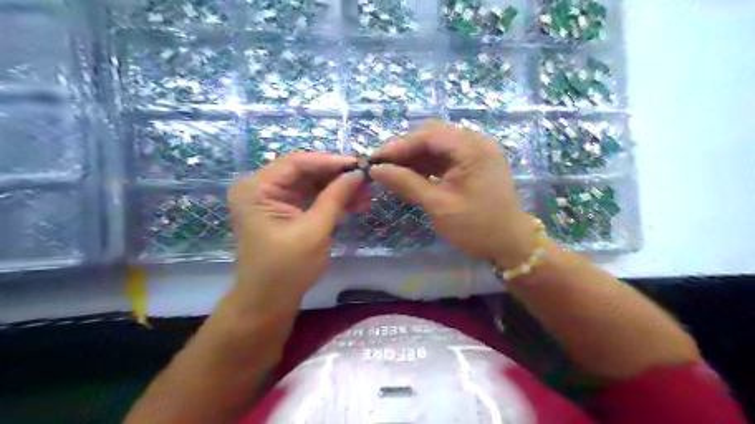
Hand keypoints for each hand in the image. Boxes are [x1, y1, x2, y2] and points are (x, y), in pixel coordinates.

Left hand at [229, 153, 370, 312]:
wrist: (269, 303)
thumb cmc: (287, 269)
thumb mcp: (314, 231)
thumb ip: (336, 197)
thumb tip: (359, 173)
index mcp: (256, 188)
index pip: (296, 163)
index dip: (330, 162)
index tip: (360, 164)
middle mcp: (260, 188)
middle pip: (305, 172)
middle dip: (337, 178)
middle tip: (367, 182)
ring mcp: (272, 199)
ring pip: (311, 184)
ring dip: (338, 189)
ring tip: (366, 197)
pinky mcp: (283, 211)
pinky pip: (310, 198)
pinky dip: (331, 201)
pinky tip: (353, 205)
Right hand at [371, 120, 536, 266]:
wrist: (511, 245)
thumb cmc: (476, 227)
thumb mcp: (438, 205)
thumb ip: (406, 183)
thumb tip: (376, 170)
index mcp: (472, 148)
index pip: (428, 136)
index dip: (399, 146)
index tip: (375, 160)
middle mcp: (476, 143)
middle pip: (433, 137)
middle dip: (406, 151)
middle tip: (383, 166)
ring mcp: (477, 153)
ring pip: (438, 147)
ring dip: (415, 158)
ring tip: (392, 172)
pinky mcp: (475, 164)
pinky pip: (446, 158)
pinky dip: (427, 166)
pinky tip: (411, 176)